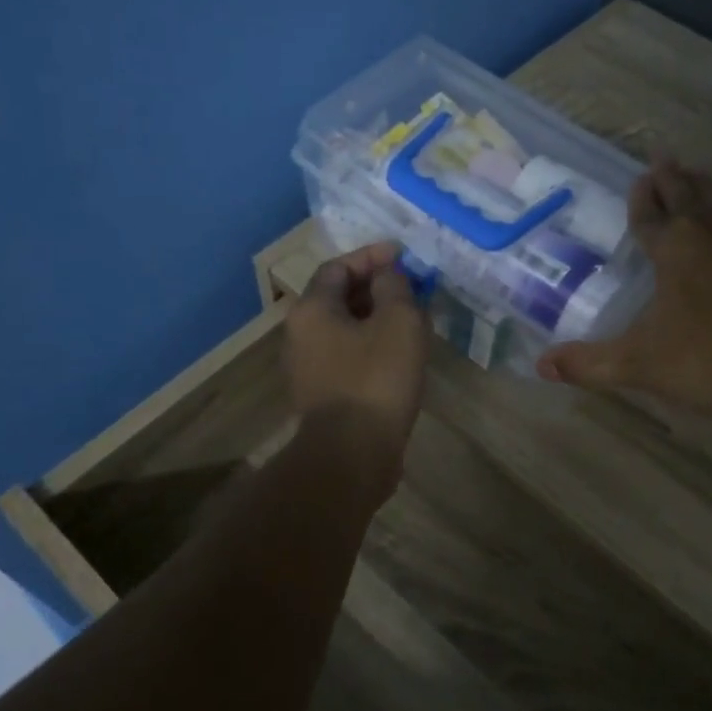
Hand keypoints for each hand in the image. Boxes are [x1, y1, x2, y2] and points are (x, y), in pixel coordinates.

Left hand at [286, 241, 428, 460]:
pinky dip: (372, 346)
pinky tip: (400, 356)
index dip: (372, 257)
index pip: (338, 267)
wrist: (351, 454)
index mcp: (312, 310)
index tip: (403, 256)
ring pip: (344, 329)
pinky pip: (348, 356)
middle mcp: (300, 334)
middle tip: (411, 288)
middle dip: (376, 287)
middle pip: (338, 297)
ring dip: (376, 318)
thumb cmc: (375, 379)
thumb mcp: (397, 322)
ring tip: (412, 320)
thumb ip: (394, 287)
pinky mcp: (323, 395)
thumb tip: (387, 275)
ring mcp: (308, 368)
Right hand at [537, 160, 711, 434]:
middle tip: (665, 157)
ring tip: (702, 182)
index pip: (650, 212)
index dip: (641, 196)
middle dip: (673, 177)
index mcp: (676, 247)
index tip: (639, 176)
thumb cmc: (709, 364)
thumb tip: (541, 366)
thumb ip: (588, 363)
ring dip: (709, 192)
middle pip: (690, 193)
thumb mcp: (639, 365)